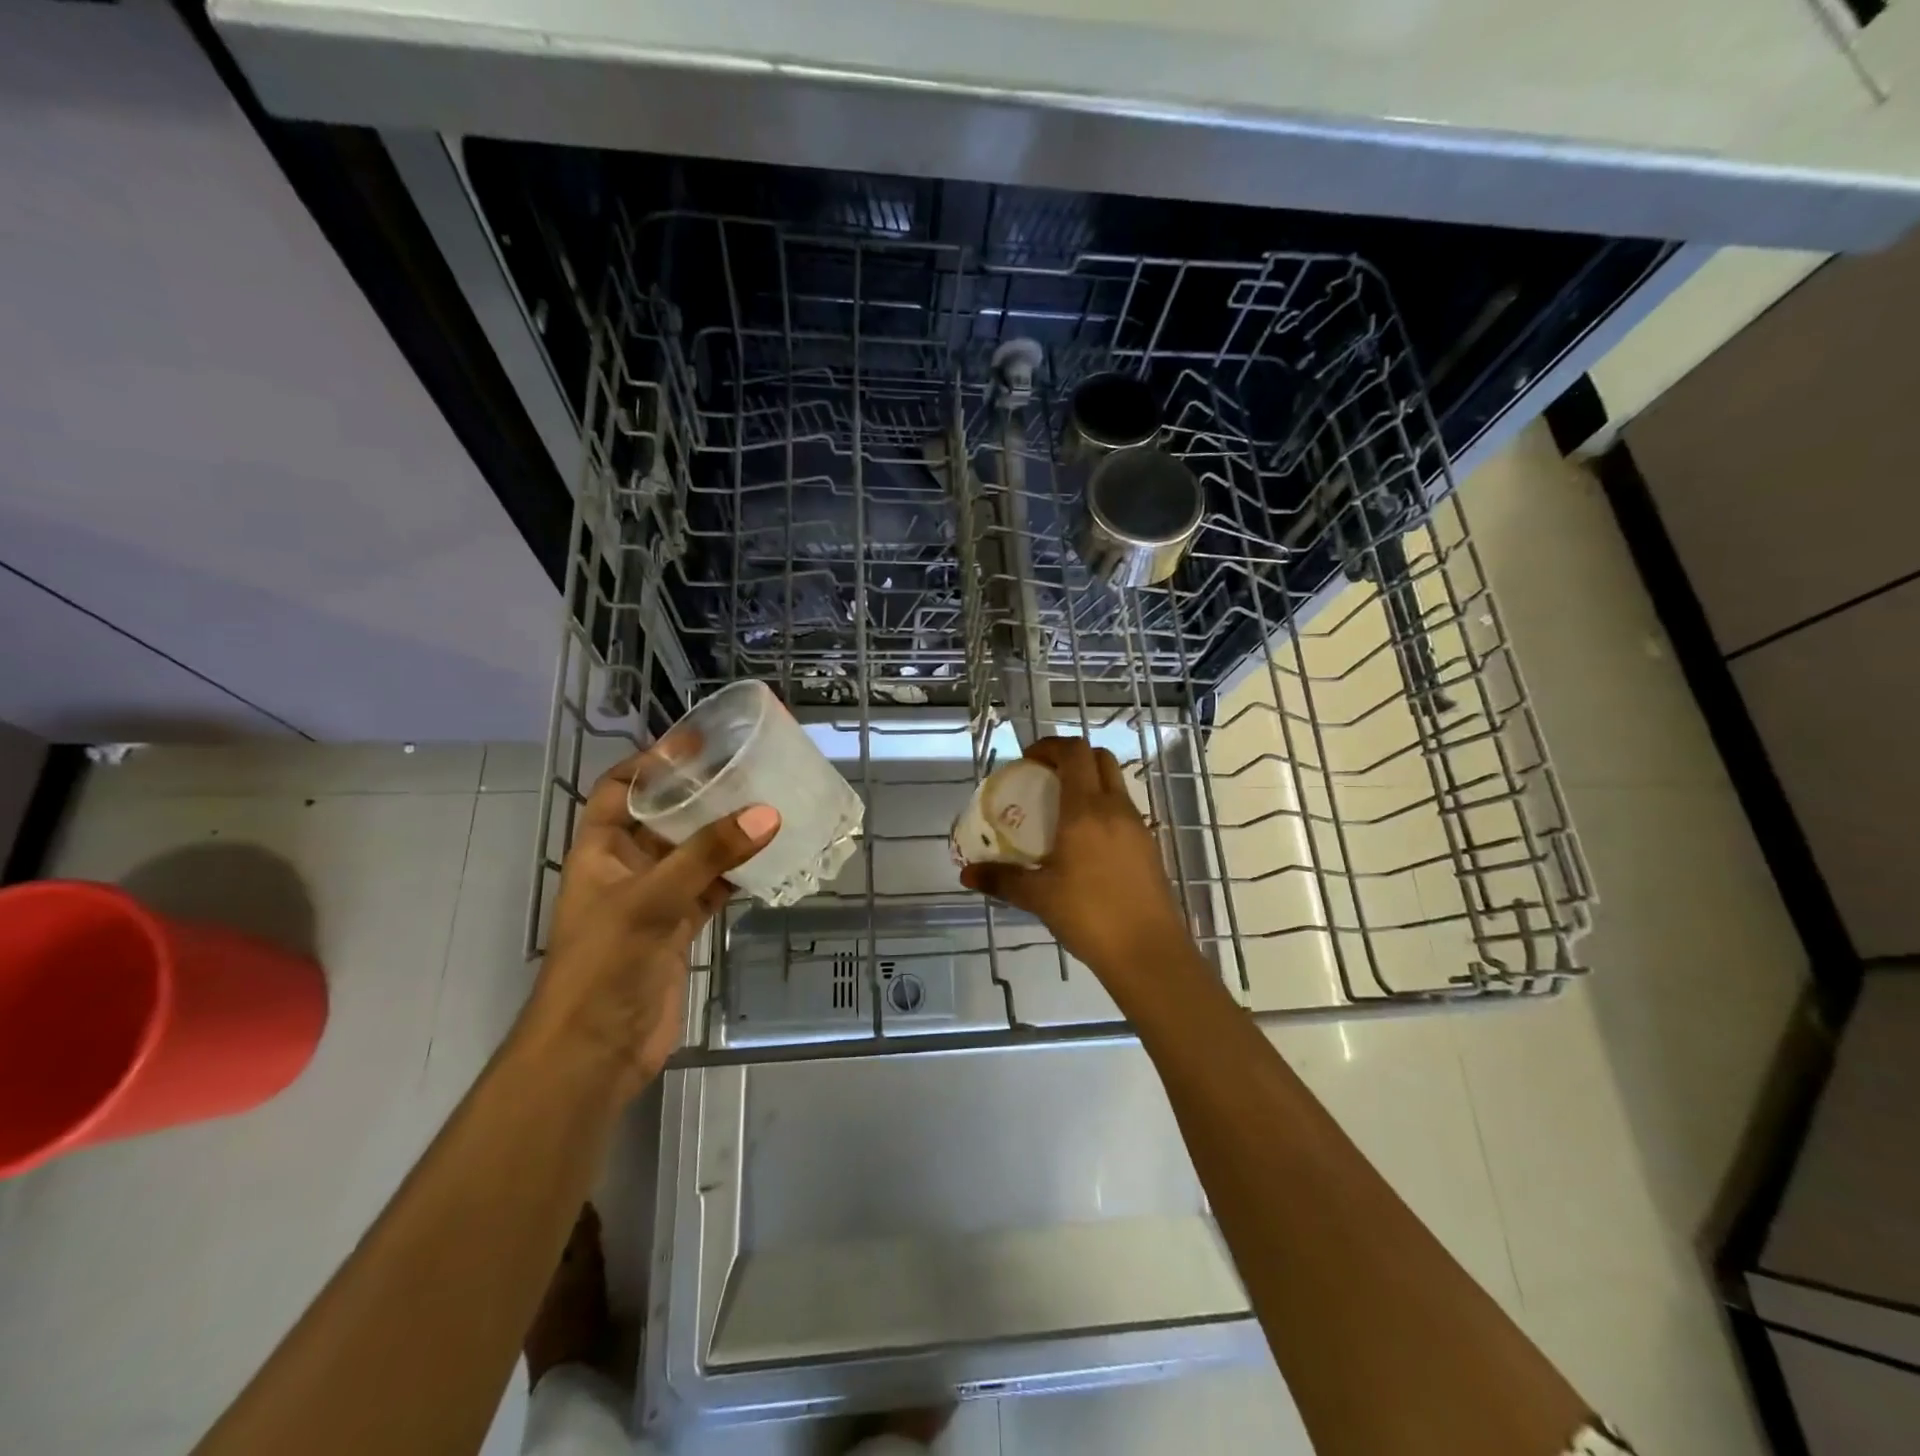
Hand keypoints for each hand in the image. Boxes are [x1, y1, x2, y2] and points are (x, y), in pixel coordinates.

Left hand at [522, 752, 778, 1101]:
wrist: (594, 1052)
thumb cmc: (603, 966)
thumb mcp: (650, 901)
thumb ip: (707, 855)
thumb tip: (767, 813)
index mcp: (600, 851)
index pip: (618, 789)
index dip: (651, 763)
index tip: (697, 743)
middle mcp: (627, 868)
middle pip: (665, 817)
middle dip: (701, 794)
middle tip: (749, 770)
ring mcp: (655, 900)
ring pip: (694, 853)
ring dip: (726, 834)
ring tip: (769, 805)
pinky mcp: (679, 929)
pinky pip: (712, 888)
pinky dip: (738, 874)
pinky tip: (771, 858)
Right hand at [959, 737, 1198, 989]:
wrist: (1148, 953)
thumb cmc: (1089, 916)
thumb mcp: (1038, 897)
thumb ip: (1001, 879)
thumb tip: (966, 873)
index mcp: (1086, 810)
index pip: (1074, 753)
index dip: (1050, 745)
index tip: (1028, 760)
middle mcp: (1115, 809)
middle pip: (1100, 758)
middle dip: (1072, 758)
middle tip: (1044, 778)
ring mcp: (1138, 827)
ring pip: (1115, 784)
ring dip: (1089, 782)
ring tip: (1061, 811)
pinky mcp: (1149, 847)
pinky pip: (1123, 811)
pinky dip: (1103, 808)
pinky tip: (1084, 843)